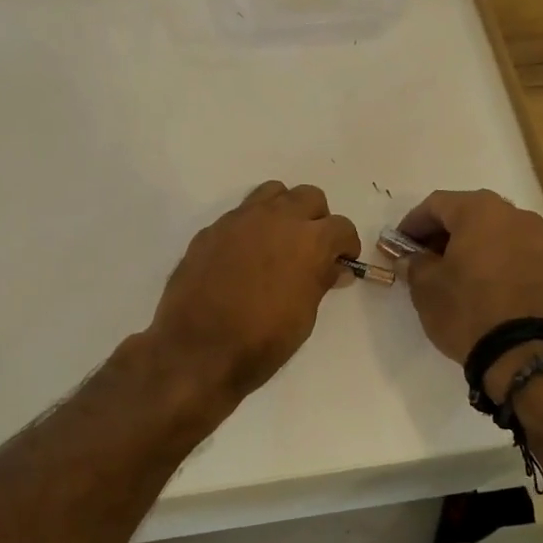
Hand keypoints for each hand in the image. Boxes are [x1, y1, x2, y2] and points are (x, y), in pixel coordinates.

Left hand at [147, 181, 361, 408]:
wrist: (197, 348)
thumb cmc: (261, 340)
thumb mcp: (304, 316)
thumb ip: (320, 281)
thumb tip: (334, 268)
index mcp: (309, 240)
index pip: (341, 227)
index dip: (346, 245)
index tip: (342, 261)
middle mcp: (277, 218)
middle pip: (309, 197)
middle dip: (317, 219)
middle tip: (312, 248)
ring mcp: (240, 219)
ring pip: (272, 193)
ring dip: (283, 211)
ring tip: (279, 242)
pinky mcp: (212, 229)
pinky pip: (240, 215)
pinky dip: (251, 227)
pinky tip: (244, 257)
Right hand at [399, 189, 542, 368]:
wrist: (528, 355)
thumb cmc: (469, 311)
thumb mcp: (426, 288)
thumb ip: (415, 264)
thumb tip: (411, 258)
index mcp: (481, 211)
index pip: (437, 205)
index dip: (413, 223)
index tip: (399, 244)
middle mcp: (517, 216)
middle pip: (473, 215)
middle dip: (447, 234)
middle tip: (429, 259)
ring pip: (501, 235)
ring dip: (478, 249)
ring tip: (463, 277)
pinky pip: (524, 258)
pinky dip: (505, 266)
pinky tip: (494, 291)